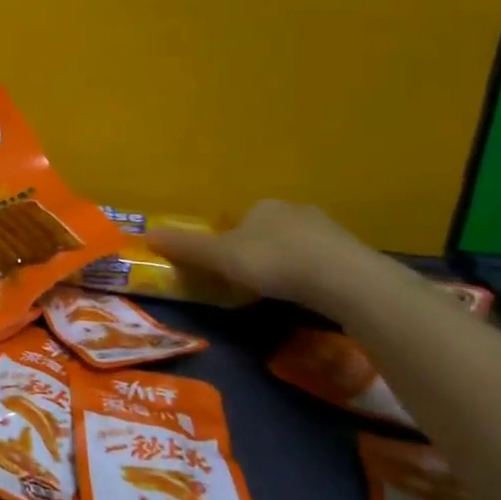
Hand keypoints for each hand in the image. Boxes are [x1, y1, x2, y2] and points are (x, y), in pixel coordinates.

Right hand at [141, 199, 389, 313]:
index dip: (229, 239)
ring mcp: (328, 230)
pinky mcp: (353, 253)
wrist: (345, 279)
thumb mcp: (220, 257)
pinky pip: (324, 260)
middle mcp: (293, 210)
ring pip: (298, 243)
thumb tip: (146, 234)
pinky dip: (314, 273)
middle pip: (268, 229)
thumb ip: (187, 248)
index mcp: (261, 206)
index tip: (227, 264)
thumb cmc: (273, 261)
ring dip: (289, 261)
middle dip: (260, 249)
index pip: (239, 219)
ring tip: (282, 289)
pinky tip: (311, 293)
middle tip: (253, 278)